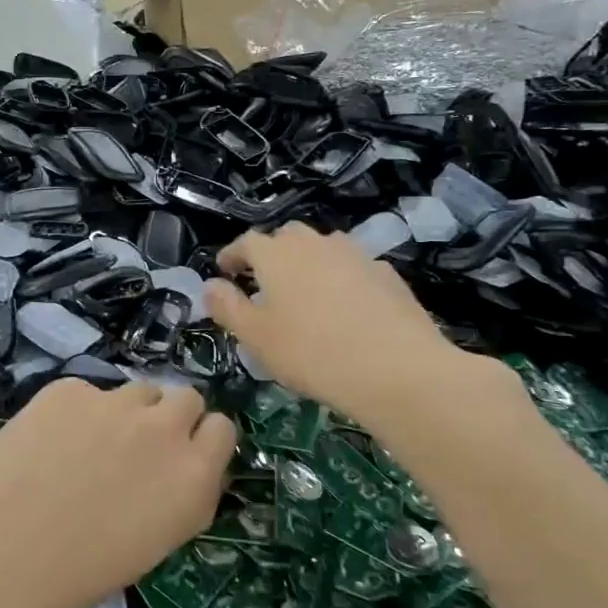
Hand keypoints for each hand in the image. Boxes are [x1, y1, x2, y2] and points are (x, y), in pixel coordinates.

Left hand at [0, 380, 234, 607]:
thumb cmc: (78, 573)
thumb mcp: (153, 544)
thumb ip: (179, 497)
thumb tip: (180, 471)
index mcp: (193, 478)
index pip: (222, 429)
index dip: (202, 440)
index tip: (183, 455)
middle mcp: (164, 430)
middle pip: (187, 398)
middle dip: (170, 417)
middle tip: (138, 446)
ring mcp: (115, 402)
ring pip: (138, 390)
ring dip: (126, 412)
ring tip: (88, 445)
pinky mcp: (69, 388)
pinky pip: (87, 392)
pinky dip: (76, 412)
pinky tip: (47, 442)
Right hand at [205, 224, 514, 428]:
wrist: (397, 369)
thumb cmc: (312, 353)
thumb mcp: (256, 337)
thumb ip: (228, 307)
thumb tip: (210, 285)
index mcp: (277, 255)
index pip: (247, 242)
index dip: (233, 255)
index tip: (224, 270)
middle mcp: (316, 244)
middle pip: (287, 237)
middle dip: (272, 254)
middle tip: (265, 281)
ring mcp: (356, 255)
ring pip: (324, 248)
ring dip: (309, 263)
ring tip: (306, 293)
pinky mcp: (388, 275)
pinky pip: (354, 268)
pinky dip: (342, 279)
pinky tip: (347, 309)